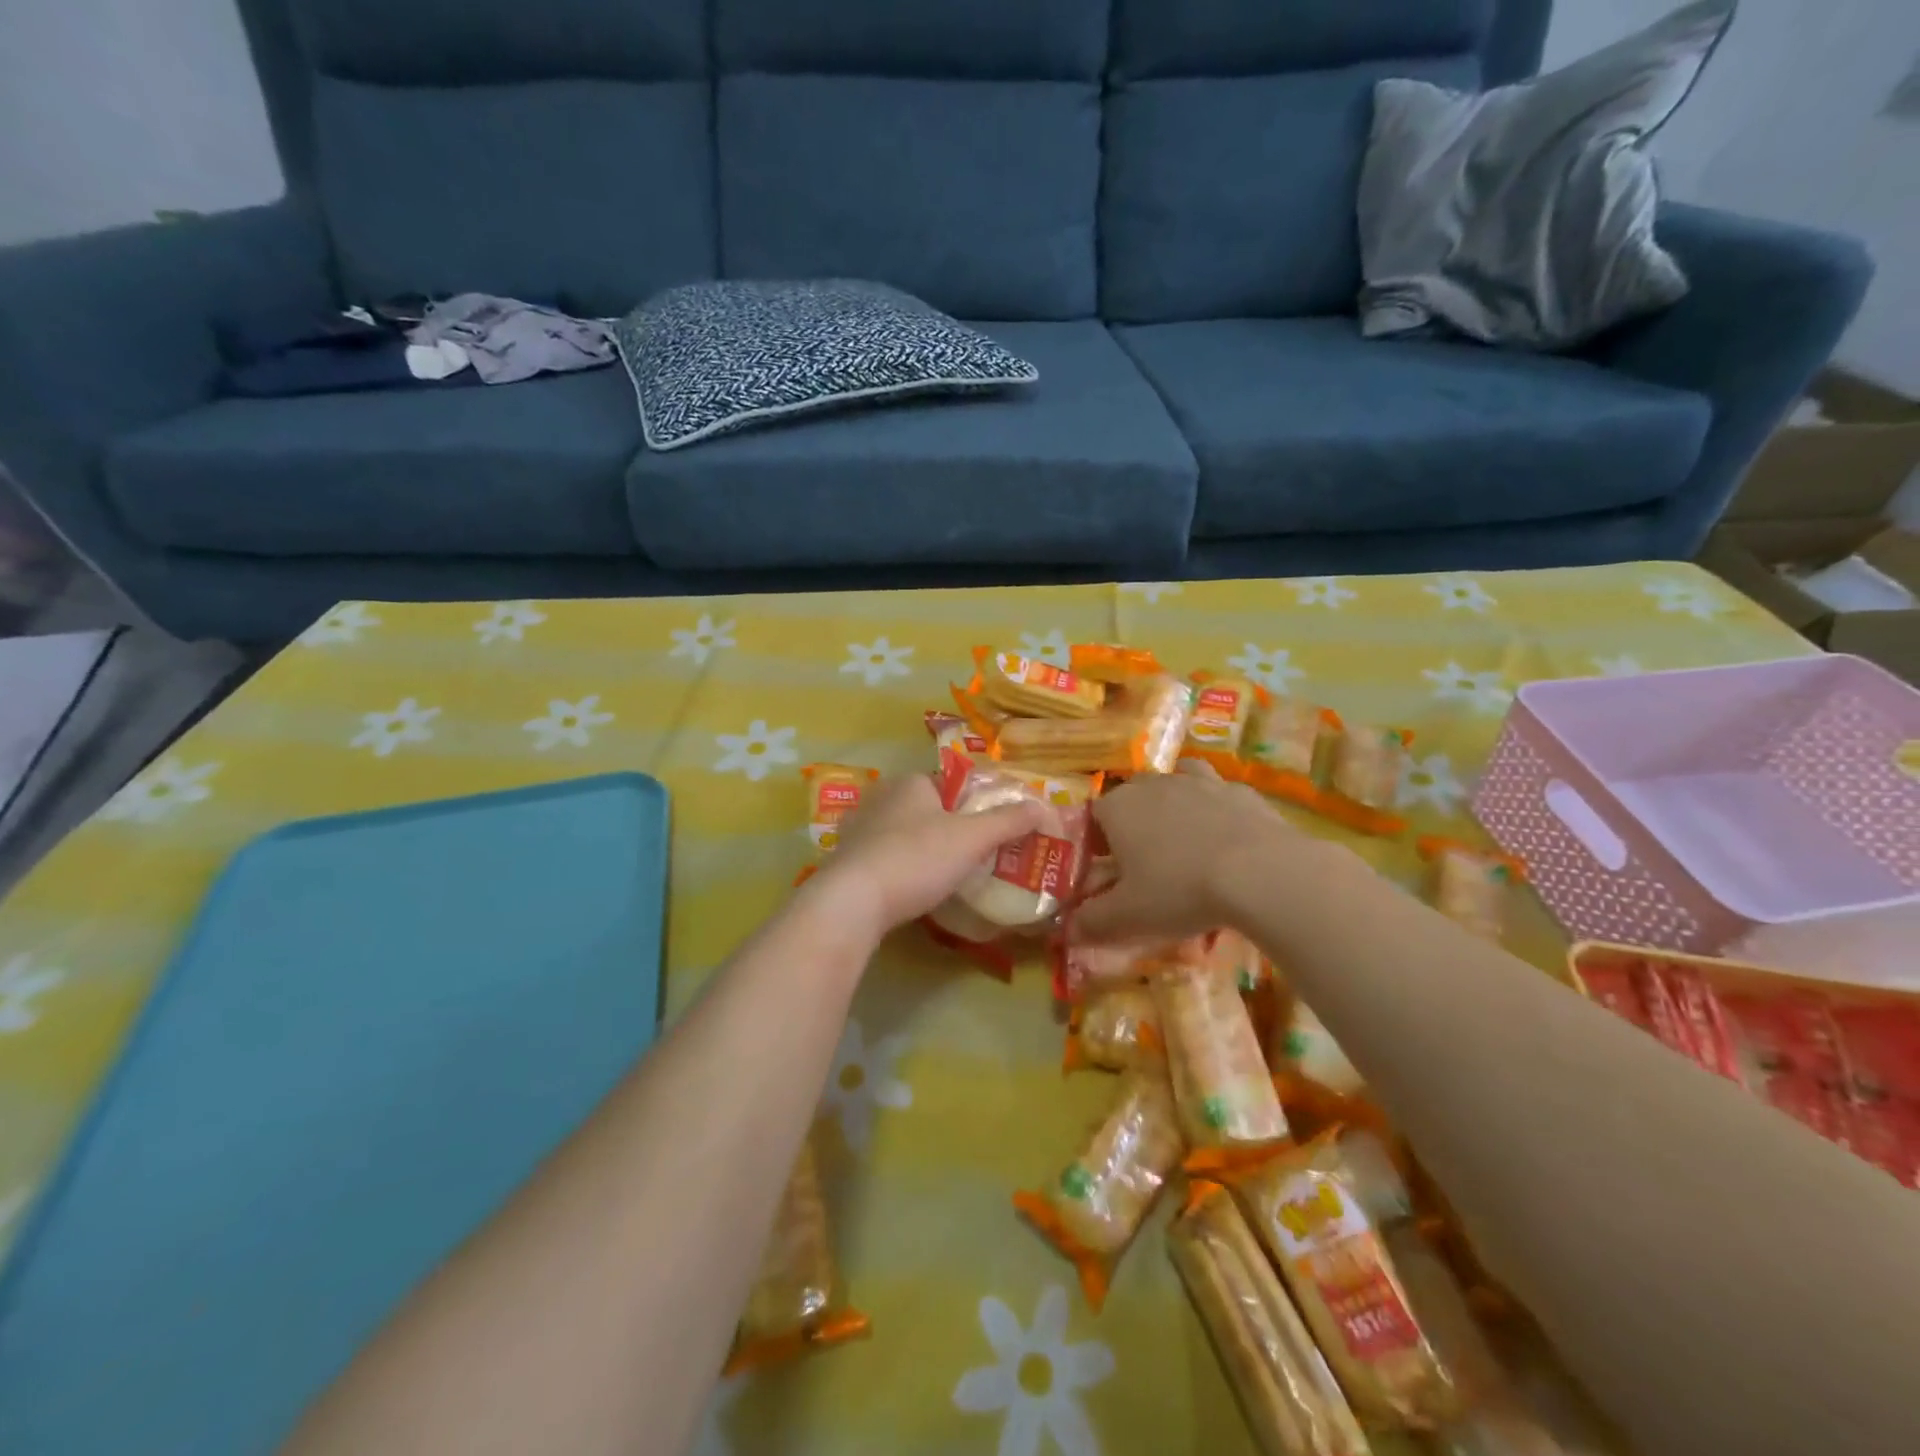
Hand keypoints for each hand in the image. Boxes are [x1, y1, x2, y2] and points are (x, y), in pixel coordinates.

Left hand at [811, 773, 1047, 940]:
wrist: (852, 901)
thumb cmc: (917, 859)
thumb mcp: (972, 839)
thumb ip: (1008, 822)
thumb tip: (1042, 806)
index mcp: (911, 782)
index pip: (951, 785)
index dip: (972, 807)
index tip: (988, 835)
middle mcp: (881, 795)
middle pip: (926, 809)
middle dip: (947, 829)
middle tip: (971, 859)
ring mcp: (857, 827)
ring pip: (902, 833)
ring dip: (921, 850)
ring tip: (943, 877)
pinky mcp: (845, 858)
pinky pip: (882, 856)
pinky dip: (898, 867)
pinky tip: (909, 889)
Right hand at [1069, 761, 1313, 943]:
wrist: (1260, 872)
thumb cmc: (1180, 890)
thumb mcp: (1128, 916)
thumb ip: (1091, 922)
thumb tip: (1066, 930)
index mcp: (1119, 808)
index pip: (1093, 815)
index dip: (1095, 841)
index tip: (1105, 869)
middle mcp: (1154, 785)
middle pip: (1133, 795)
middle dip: (1134, 821)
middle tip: (1145, 860)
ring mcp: (1200, 782)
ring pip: (1177, 782)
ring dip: (1175, 803)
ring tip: (1184, 836)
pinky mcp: (1240, 790)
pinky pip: (1219, 793)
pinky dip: (1217, 809)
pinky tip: (1227, 837)